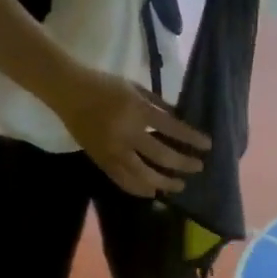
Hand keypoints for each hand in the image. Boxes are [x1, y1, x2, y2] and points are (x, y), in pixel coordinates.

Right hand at [53, 66, 208, 196]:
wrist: (69, 93)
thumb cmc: (105, 85)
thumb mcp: (136, 88)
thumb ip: (158, 104)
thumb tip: (179, 120)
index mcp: (137, 110)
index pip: (172, 128)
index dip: (192, 138)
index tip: (207, 145)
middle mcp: (127, 134)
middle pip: (161, 156)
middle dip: (183, 164)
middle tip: (198, 167)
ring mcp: (113, 150)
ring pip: (142, 175)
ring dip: (164, 183)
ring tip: (179, 185)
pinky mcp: (101, 161)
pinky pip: (122, 181)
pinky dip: (139, 189)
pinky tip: (152, 192)